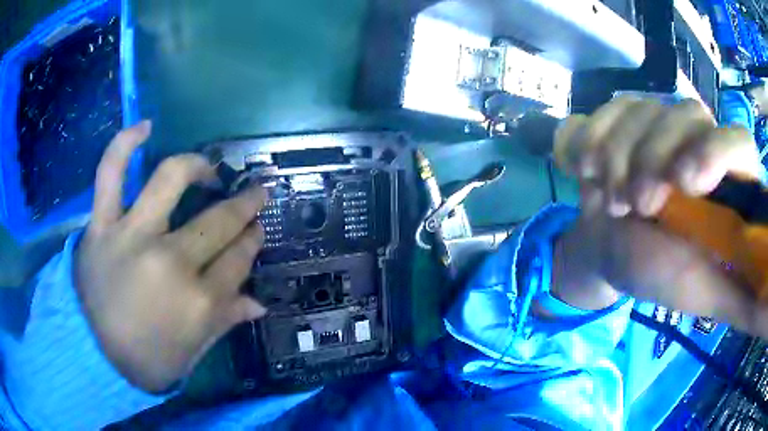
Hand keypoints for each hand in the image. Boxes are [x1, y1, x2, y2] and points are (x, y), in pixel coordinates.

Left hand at [76, 121, 266, 392]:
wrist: (94, 356)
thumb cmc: (147, 360)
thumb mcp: (193, 351)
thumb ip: (225, 321)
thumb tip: (259, 303)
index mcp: (199, 301)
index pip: (239, 259)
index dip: (252, 241)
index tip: (257, 231)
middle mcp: (170, 261)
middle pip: (218, 222)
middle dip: (244, 207)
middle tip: (252, 197)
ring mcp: (132, 235)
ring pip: (171, 180)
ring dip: (199, 167)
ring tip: (208, 168)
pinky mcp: (102, 225)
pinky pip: (110, 172)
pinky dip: (125, 144)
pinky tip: (145, 126)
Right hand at [553, 97, 767, 337]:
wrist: (611, 252)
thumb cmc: (662, 275)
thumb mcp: (707, 293)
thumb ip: (744, 299)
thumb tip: (766, 313)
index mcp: (728, 181)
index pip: (739, 143)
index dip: (718, 151)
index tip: (687, 183)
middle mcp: (699, 139)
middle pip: (686, 115)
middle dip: (653, 159)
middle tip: (635, 206)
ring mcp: (659, 122)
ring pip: (642, 108)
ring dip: (616, 156)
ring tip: (610, 200)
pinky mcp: (624, 119)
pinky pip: (605, 110)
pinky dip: (588, 138)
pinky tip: (586, 171)